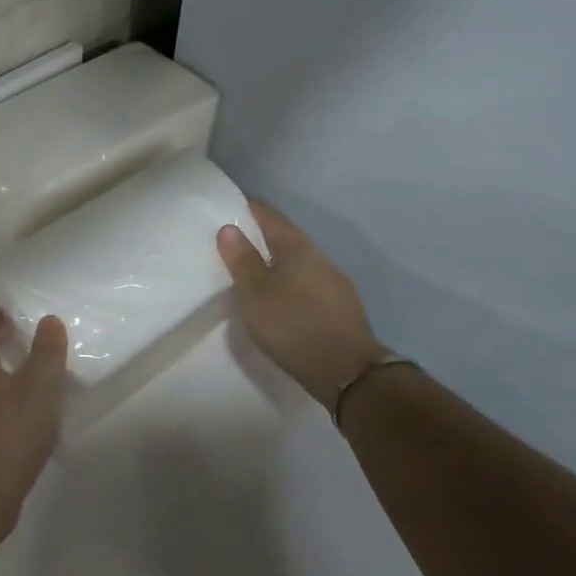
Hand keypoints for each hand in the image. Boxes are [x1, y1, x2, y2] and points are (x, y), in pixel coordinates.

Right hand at [217, 200, 382, 414]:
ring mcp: (335, 282)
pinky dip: (291, 281)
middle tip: (236, 239)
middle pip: (287, 237)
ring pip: (300, 261)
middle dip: (263, 236)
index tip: (231, 204)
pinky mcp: (341, 306)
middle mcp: (320, 257)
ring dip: (278, 261)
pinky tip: (282, 296)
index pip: (270, 216)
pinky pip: (309, 282)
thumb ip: (242, 260)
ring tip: (255, 270)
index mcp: (297, 248)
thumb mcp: (255, 293)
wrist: (347, 370)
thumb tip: (229, 227)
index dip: (250, 208)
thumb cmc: (292, 324)